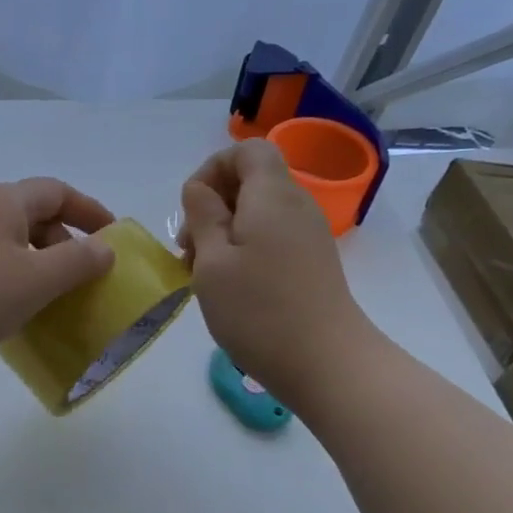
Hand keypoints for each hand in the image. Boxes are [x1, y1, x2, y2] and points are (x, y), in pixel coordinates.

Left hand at [0, 178, 116, 386]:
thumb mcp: (35, 278)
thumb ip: (77, 262)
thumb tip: (105, 248)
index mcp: (3, 201)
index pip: (57, 192)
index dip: (89, 210)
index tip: (113, 238)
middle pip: (34, 219)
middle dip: (65, 245)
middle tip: (87, 280)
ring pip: (12, 249)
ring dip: (40, 271)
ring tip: (61, 303)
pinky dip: (14, 288)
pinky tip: (22, 318)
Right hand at [181, 139, 378, 407]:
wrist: (325, 362)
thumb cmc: (258, 309)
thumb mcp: (211, 261)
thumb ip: (202, 216)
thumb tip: (200, 189)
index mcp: (272, 195)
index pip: (247, 150)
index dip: (213, 168)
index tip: (192, 207)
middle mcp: (296, 205)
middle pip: (252, 180)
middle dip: (212, 204)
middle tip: (188, 248)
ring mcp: (307, 234)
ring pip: (258, 211)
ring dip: (224, 231)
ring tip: (202, 272)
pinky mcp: (311, 261)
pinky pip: (271, 236)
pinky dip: (244, 248)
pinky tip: (228, 285)